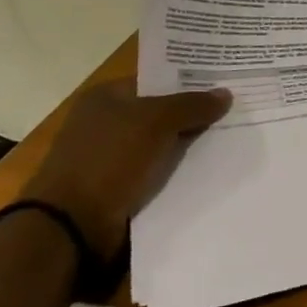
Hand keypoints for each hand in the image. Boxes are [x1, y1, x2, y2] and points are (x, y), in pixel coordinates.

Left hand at [21, 81, 229, 257]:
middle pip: (161, 112)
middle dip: (194, 114)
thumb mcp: (157, 122)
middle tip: (235, 111)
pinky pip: (155, 171)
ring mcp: (109, 156)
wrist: (70, 226)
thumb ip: (193, 105)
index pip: (157, 80)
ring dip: (188, 146)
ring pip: (161, 144)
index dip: (191, 81)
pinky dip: (176, 171)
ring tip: (231, 139)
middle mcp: (105, 122)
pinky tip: (208, 169)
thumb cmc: (109, 159)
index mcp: (106, 97)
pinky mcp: (116, 187)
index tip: (225, 83)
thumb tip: (226, 93)